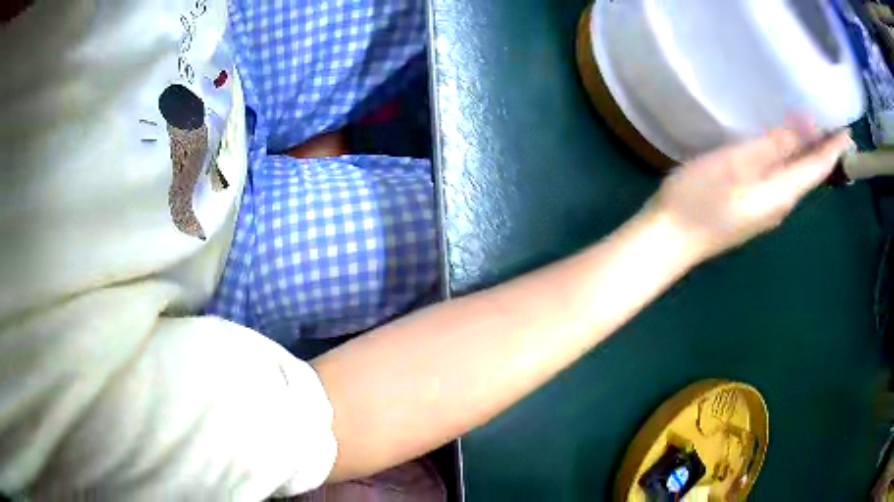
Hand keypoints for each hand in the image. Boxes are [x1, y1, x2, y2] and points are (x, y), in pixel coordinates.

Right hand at [650, 129, 851, 262]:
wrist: (670, 241)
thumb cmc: (698, 199)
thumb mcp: (734, 164)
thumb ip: (770, 147)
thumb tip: (802, 132)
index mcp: (781, 191)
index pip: (817, 168)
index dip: (833, 148)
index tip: (848, 132)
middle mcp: (781, 203)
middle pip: (809, 174)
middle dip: (823, 149)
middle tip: (831, 123)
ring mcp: (766, 209)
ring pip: (795, 177)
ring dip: (806, 154)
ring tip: (811, 128)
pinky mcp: (752, 209)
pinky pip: (780, 180)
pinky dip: (789, 161)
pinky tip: (782, 147)